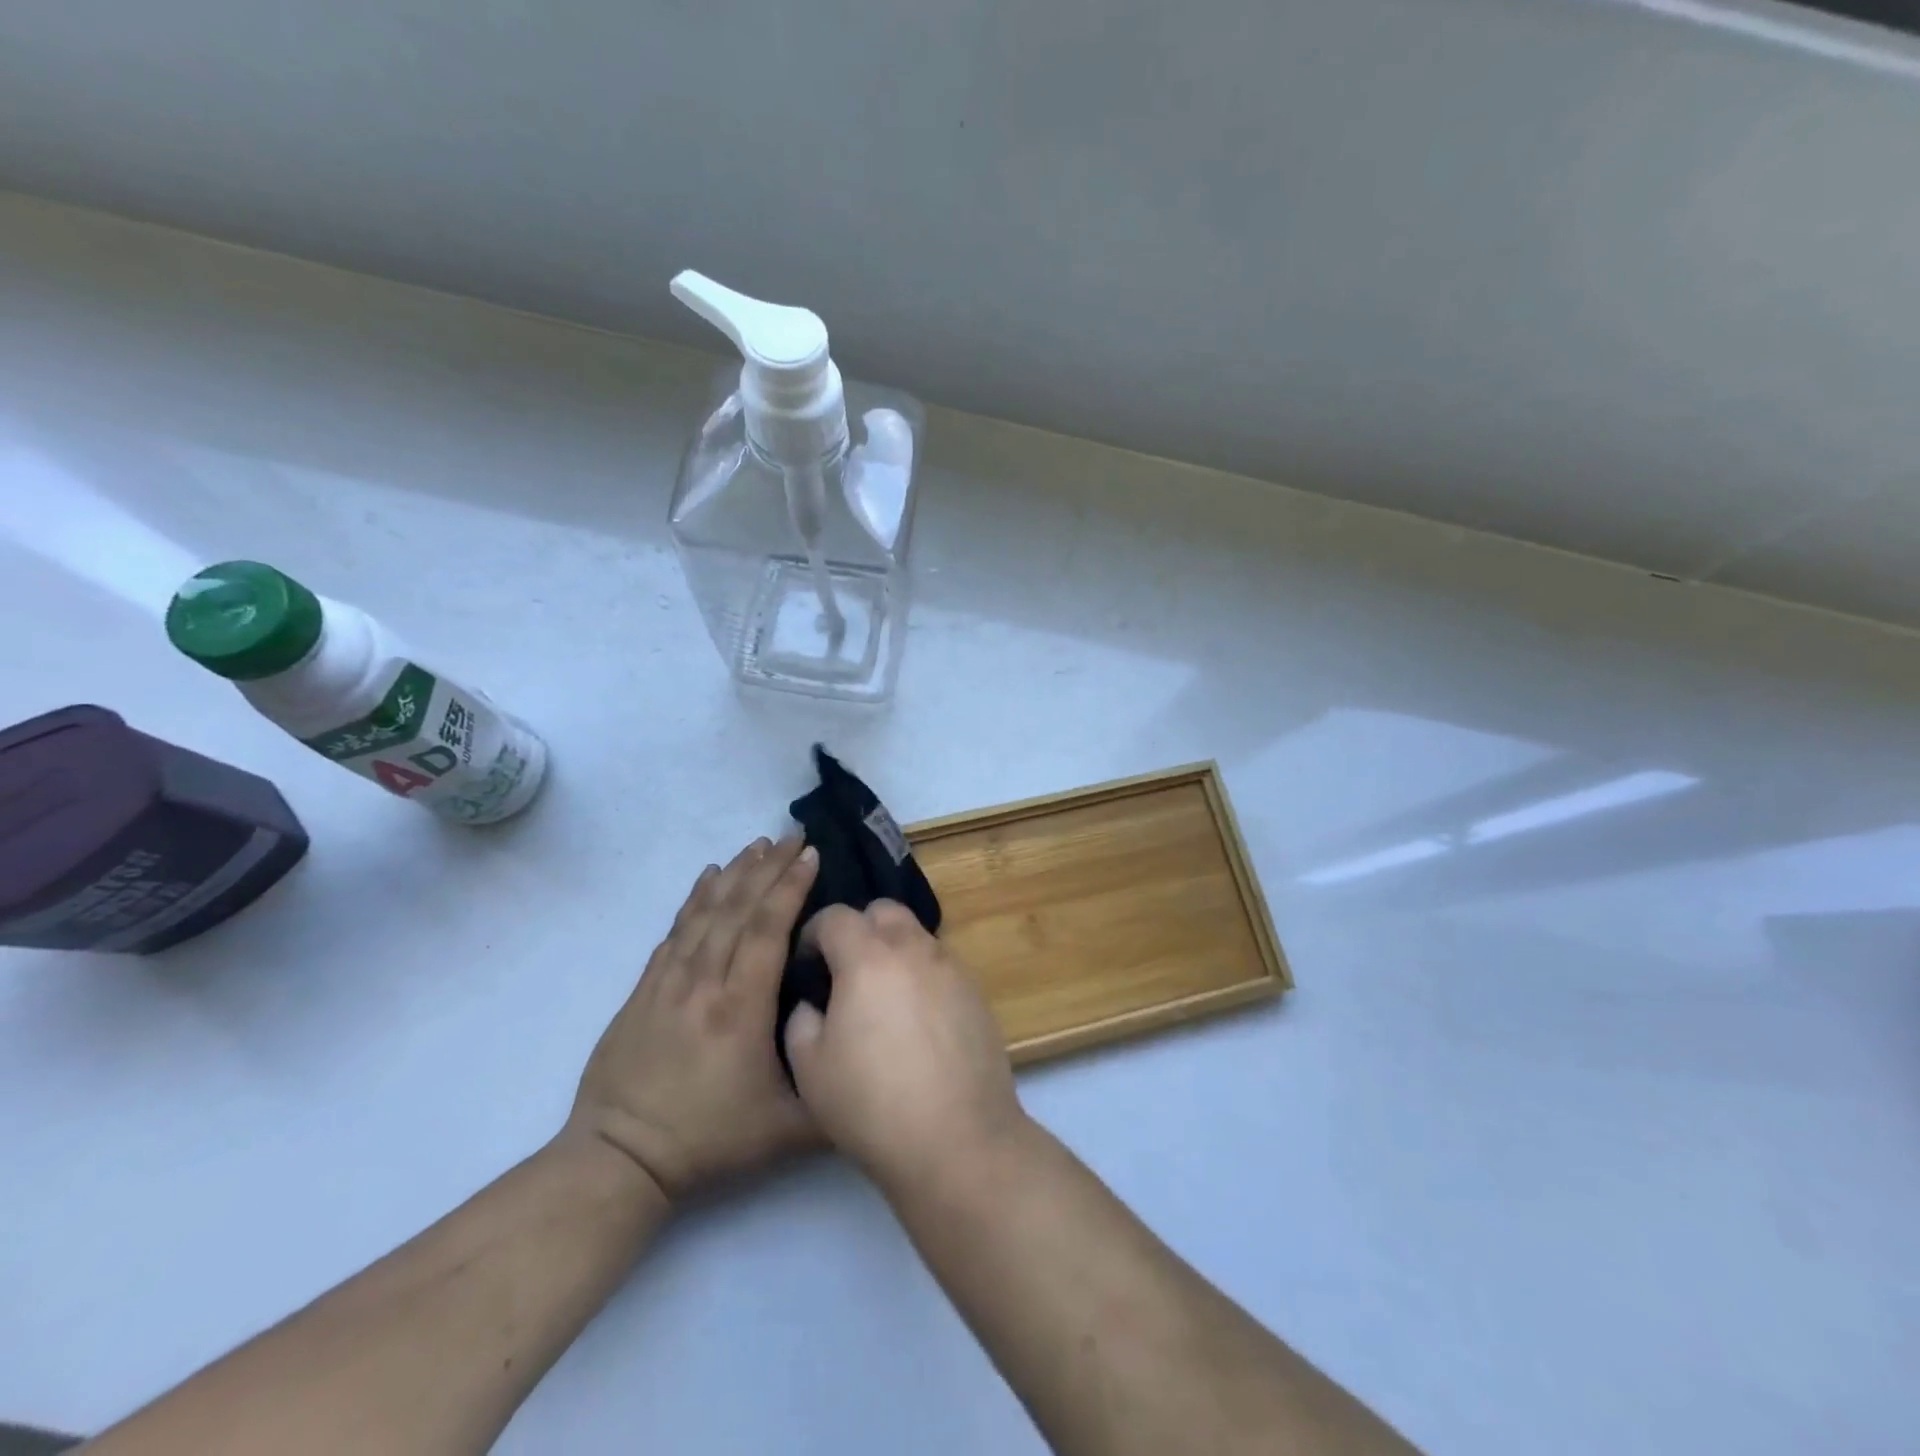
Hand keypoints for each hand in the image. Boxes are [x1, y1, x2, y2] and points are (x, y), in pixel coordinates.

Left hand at [568, 836, 819, 1203]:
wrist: (619, 1160)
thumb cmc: (710, 1141)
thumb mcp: (788, 1132)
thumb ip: (835, 1094)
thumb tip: (869, 1050)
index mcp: (741, 1008)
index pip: (767, 929)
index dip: (790, 887)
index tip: (811, 855)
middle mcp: (704, 982)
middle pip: (737, 908)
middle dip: (768, 867)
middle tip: (793, 835)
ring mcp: (668, 982)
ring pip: (705, 912)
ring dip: (734, 874)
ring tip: (757, 845)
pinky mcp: (645, 989)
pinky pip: (675, 930)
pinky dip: (694, 898)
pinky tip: (707, 878)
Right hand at [784, 902, 1025, 1191]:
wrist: (958, 1139)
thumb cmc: (872, 1104)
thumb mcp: (810, 1069)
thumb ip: (802, 1021)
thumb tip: (813, 1004)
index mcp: (868, 958)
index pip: (836, 916)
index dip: (814, 933)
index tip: (808, 964)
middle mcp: (914, 949)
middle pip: (884, 911)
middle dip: (860, 929)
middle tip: (847, 971)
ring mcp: (951, 968)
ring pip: (917, 935)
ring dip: (894, 950)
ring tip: (884, 998)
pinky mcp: (977, 992)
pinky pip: (942, 965)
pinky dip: (922, 976)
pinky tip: (918, 1020)